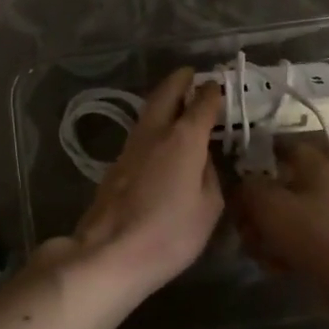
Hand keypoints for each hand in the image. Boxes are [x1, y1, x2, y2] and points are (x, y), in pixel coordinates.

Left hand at [53, 68, 224, 302]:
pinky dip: (152, 127)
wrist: (110, 254)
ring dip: (162, 102)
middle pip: (165, 95)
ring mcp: (130, 149)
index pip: (202, 104)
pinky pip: (139, 136)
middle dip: (179, 82)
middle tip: (189, 74)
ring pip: (148, 114)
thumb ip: (209, 176)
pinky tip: (159, 139)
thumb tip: (202, 161)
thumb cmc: (170, 233)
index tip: (219, 86)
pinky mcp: (114, 168)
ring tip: (176, 102)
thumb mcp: (208, 208)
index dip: (213, 93)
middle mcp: (155, 134)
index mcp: (184, 139)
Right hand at [231, 139, 328, 289]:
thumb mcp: (270, 204)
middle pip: (275, 188)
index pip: (281, 146)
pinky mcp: (326, 247)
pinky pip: (293, 243)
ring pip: (281, 219)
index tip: (232, 170)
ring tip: (258, 252)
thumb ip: (247, 189)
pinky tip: (275, 267)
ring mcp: (325, 218)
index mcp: (312, 166)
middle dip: (253, 208)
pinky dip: (280, 253)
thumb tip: (238, 184)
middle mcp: (320, 187)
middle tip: (242, 226)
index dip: (255, 153)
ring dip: (263, 235)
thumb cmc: (315, 232)